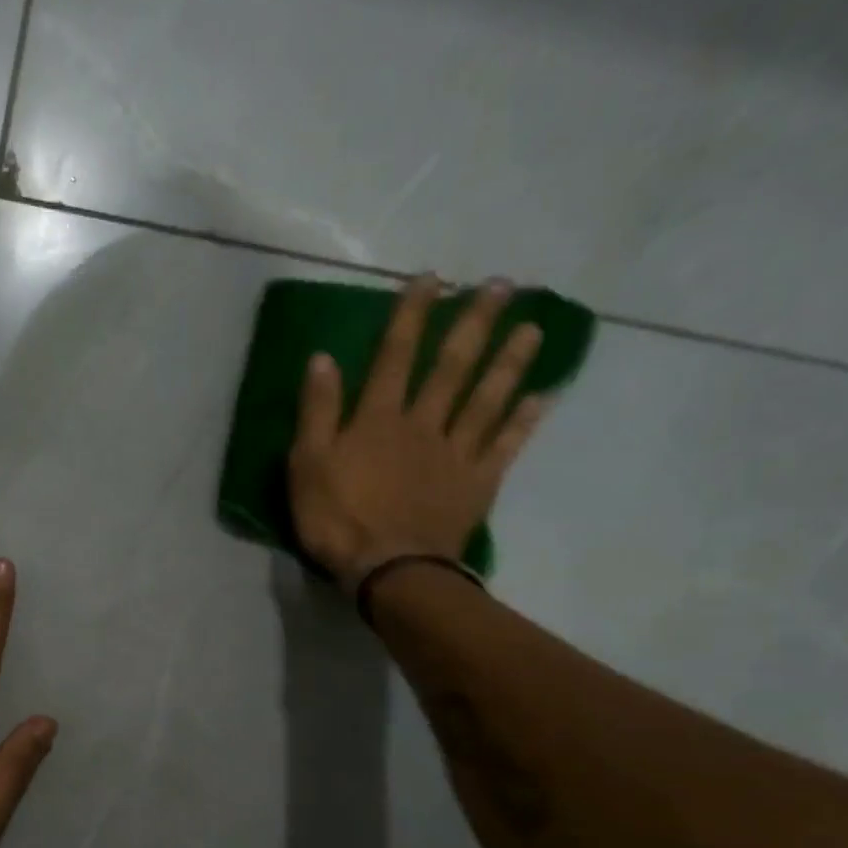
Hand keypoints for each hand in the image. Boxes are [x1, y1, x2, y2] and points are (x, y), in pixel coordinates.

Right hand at [288, 274, 548, 590]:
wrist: (388, 569)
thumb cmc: (337, 519)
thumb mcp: (307, 465)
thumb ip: (317, 412)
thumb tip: (322, 358)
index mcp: (379, 419)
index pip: (395, 356)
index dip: (411, 316)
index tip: (431, 279)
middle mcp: (423, 424)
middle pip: (452, 367)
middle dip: (474, 324)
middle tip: (501, 286)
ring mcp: (455, 453)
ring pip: (487, 399)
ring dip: (509, 362)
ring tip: (533, 328)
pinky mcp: (476, 484)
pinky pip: (503, 446)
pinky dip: (522, 421)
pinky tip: (540, 398)